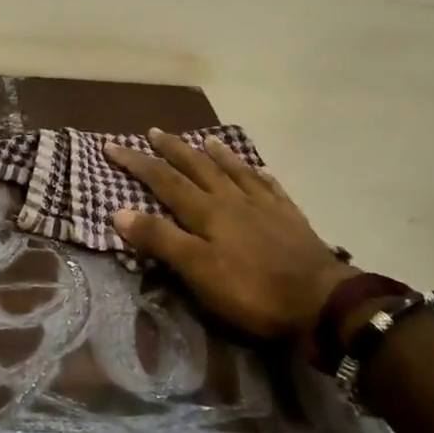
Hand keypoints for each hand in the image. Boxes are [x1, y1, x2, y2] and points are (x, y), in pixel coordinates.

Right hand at [104, 130, 355, 337]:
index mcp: (207, 212)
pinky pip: (270, 186)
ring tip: (204, 138)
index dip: (137, 163)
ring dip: (216, 154)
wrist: (322, 301)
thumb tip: (118, 210)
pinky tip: (258, 169)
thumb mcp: (198, 271)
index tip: (112, 146)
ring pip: (234, 171)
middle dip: (172, 149)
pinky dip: (258, 174)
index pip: (164, 180)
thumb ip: (160, 240)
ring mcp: (264, 206)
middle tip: (153, 131)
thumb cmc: (253, 290)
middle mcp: (233, 199)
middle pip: (197, 167)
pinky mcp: (290, 217)